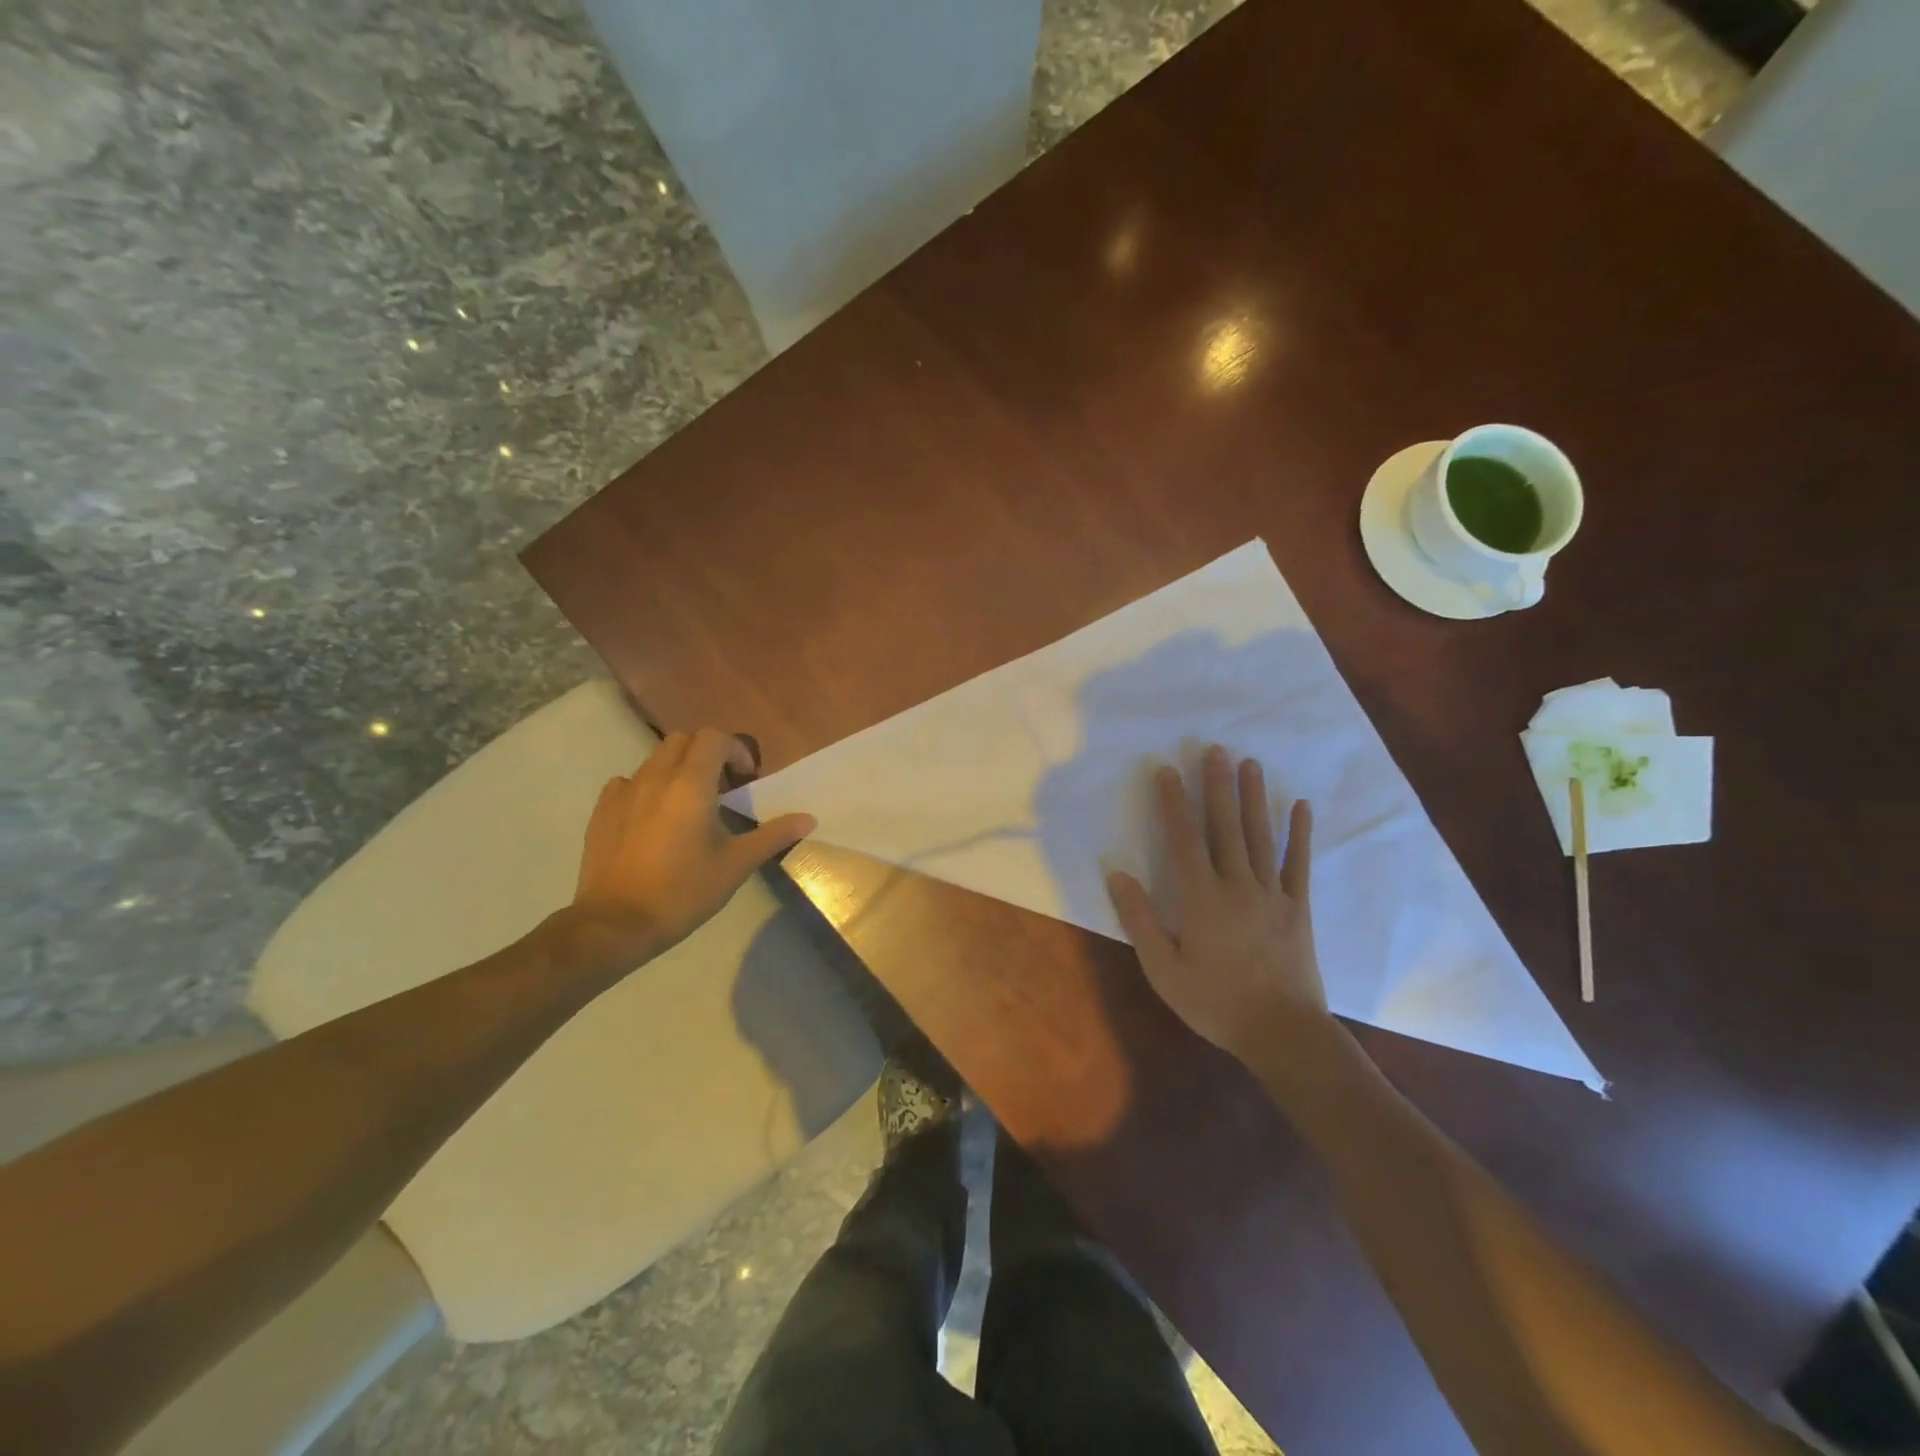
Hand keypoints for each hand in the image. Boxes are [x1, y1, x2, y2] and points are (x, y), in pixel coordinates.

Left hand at [570, 728, 815, 965]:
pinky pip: (628, 782)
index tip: (746, 780)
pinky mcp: (602, 810)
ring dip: (678, 769)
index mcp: (691, 785)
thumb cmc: (684, 891)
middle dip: (707, 755)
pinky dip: (647, 787)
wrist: (617, 924)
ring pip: (655, 759)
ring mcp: (624, 792)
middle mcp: (656, 777)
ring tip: (689, 805)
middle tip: (722, 788)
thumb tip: (809, 818)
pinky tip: (654, 818)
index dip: (735, 751)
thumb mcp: (736, 865)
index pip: (714, 738)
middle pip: (683, 741)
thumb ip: (773, 835)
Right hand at [1106, 745, 1327, 1063]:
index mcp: (1202, 899)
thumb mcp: (1163, 969)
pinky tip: (1300, 806)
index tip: (1167, 771)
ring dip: (1254, 798)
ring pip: (1260, 836)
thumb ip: (1140, 920)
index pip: (1183, 840)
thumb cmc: (1215, 1003)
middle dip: (1217, 786)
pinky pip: (1298, 864)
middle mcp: (1237, 886)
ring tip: (1250, 763)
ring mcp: (1272, 894)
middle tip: (1215, 749)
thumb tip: (1117, 875)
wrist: (1282, 1033)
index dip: (1173, 804)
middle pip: (1225, 827)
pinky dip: (1299, 834)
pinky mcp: (1297, 907)